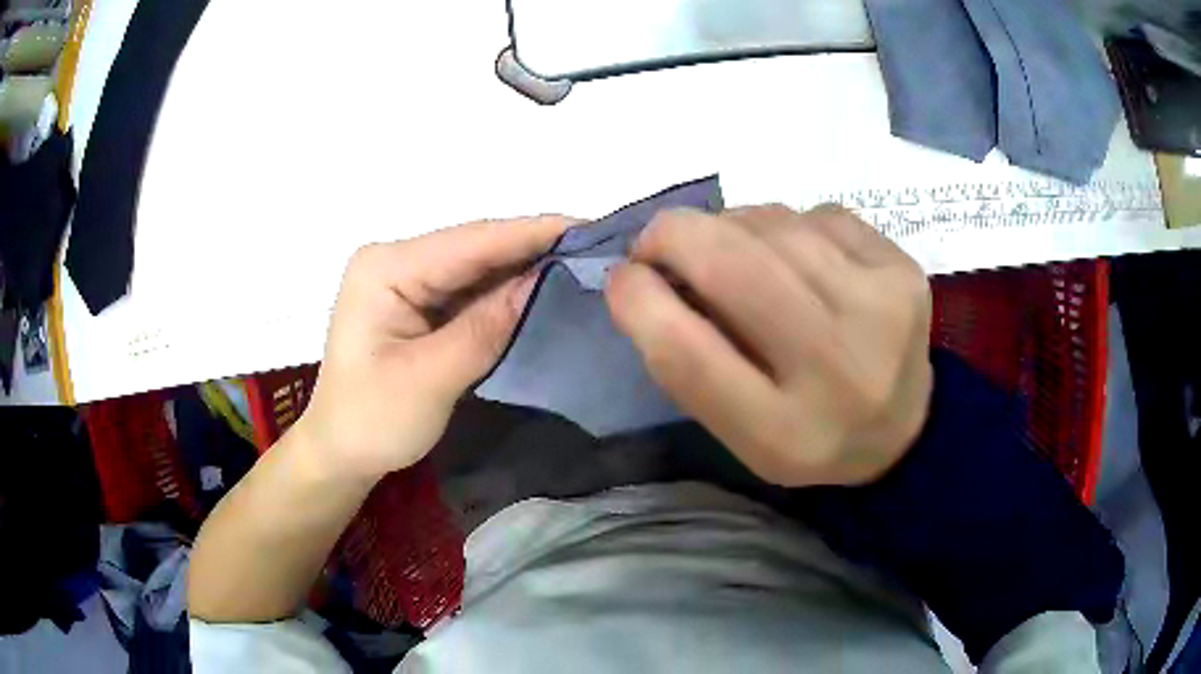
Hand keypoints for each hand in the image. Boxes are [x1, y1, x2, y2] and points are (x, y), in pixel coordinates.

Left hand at [294, 216, 570, 482]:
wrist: (341, 452)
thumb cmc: (373, 420)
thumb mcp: (430, 378)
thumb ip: (486, 327)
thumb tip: (546, 281)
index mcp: (386, 268)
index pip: (470, 241)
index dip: (532, 233)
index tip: (591, 229)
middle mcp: (395, 260)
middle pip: (475, 247)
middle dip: (534, 247)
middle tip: (598, 250)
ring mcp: (405, 279)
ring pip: (476, 267)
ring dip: (524, 267)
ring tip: (583, 264)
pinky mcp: (417, 301)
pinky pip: (469, 289)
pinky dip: (505, 291)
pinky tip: (543, 288)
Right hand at [606, 204, 932, 486]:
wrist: (903, 428)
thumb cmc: (806, 433)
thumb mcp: (738, 430)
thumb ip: (687, 361)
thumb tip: (645, 273)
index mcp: (783, 434)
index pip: (687, 353)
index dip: (638, 301)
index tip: (621, 277)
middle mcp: (837, 369)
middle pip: (732, 265)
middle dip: (674, 235)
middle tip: (659, 244)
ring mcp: (882, 308)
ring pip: (772, 223)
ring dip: (731, 227)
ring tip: (736, 254)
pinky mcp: (904, 267)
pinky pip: (817, 213)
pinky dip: (789, 225)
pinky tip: (799, 258)